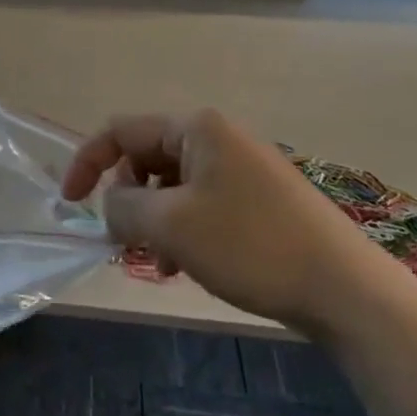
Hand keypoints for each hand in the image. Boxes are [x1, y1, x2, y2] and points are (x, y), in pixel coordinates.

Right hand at [60, 110, 391, 331]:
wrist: (345, 289)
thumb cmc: (250, 245)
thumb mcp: (170, 225)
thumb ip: (122, 208)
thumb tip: (109, 205)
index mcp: (196, 127)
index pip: (120, 130)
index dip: (87, 163)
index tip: (70, 204)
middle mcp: (218, 136)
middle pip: (147, 157)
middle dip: (128, 199)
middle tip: (127, 241)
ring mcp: (243, 167)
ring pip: (173, 186)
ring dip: (155, 221)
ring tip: (162, 263)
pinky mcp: (260, 198)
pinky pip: (202, 203)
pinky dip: (184, 229)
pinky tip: (190, 266)